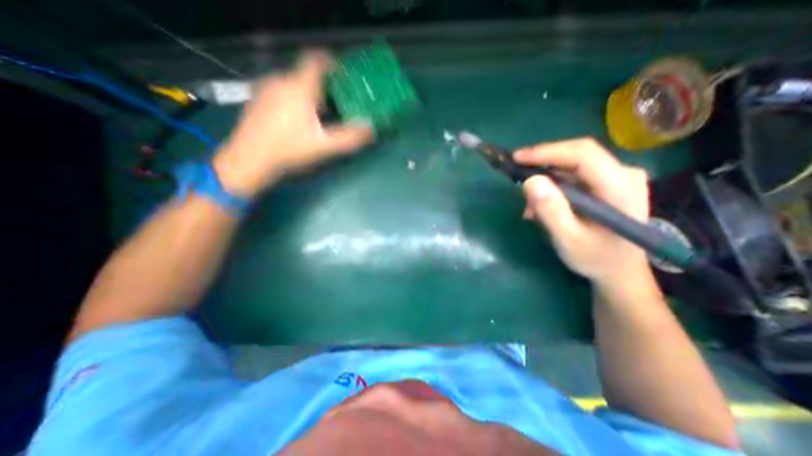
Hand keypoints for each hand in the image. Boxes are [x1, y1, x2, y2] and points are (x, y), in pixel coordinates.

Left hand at [210, 50, 370, 195]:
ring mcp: (266, 88)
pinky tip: (297, 118)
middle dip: (323, 86)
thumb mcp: (324, 146)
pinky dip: (295, 97)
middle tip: (336, 103)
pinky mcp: (258, 98)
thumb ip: (349, 137)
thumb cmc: (289, 150)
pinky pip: (282, 89)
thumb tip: (370, 128)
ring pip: (294, 82)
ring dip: (309, 93)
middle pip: (307, 74)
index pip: (316, 61)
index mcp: (299, 88)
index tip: (343, 73)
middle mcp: (281, 81)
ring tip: (318, 114)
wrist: (249, 159)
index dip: (332, 62)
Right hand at [516, 136, 650, 284]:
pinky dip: (553, 186)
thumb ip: (551, 211)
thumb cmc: (595, 258)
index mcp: (621, 187)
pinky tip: (542, 206)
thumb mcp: (568, 240)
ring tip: (530, 206)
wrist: (620, 270)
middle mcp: (624, 173)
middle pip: (576, 155)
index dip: (547, 152)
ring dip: (545, 180)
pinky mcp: (608, 182)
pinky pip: (574, 175)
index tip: (517, 158)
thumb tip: (530, 181)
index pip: (583, 154)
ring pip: (572, 165)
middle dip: (542, 164)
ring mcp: (618, 176)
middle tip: (516, 177)